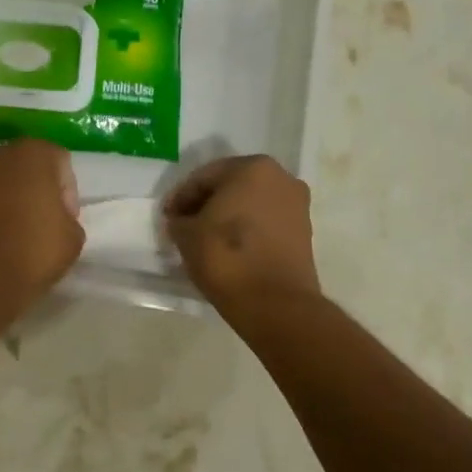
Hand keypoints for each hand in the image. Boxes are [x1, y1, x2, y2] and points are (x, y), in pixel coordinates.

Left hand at [0, 140, 84, 303]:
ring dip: (7, 200)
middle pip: (25, 167)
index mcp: (31, 153)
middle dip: (35, 190)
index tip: (65, 221)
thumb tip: (53, 220)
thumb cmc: (32, 251)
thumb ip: (67, 218)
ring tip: (14, 235)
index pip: (60, 162)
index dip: (67, 193)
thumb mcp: (73, 238)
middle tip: (42, 224)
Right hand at [163, 155, 319, 321]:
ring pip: (250, 204)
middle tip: (185, 225)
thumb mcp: (186, 234)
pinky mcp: (304, 232)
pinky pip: (265, 223)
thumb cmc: (225, 257)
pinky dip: (246, 230)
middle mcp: (281, 178)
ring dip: (227, 216)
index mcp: (253, 167)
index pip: (204, 177)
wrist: (274, 303)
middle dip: (207, 204)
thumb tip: (183, 221)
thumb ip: (180, 219)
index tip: (167, 218)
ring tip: (206, 239)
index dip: (181, 198)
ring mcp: (297, 205)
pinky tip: (229, 249)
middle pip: (231, 186)